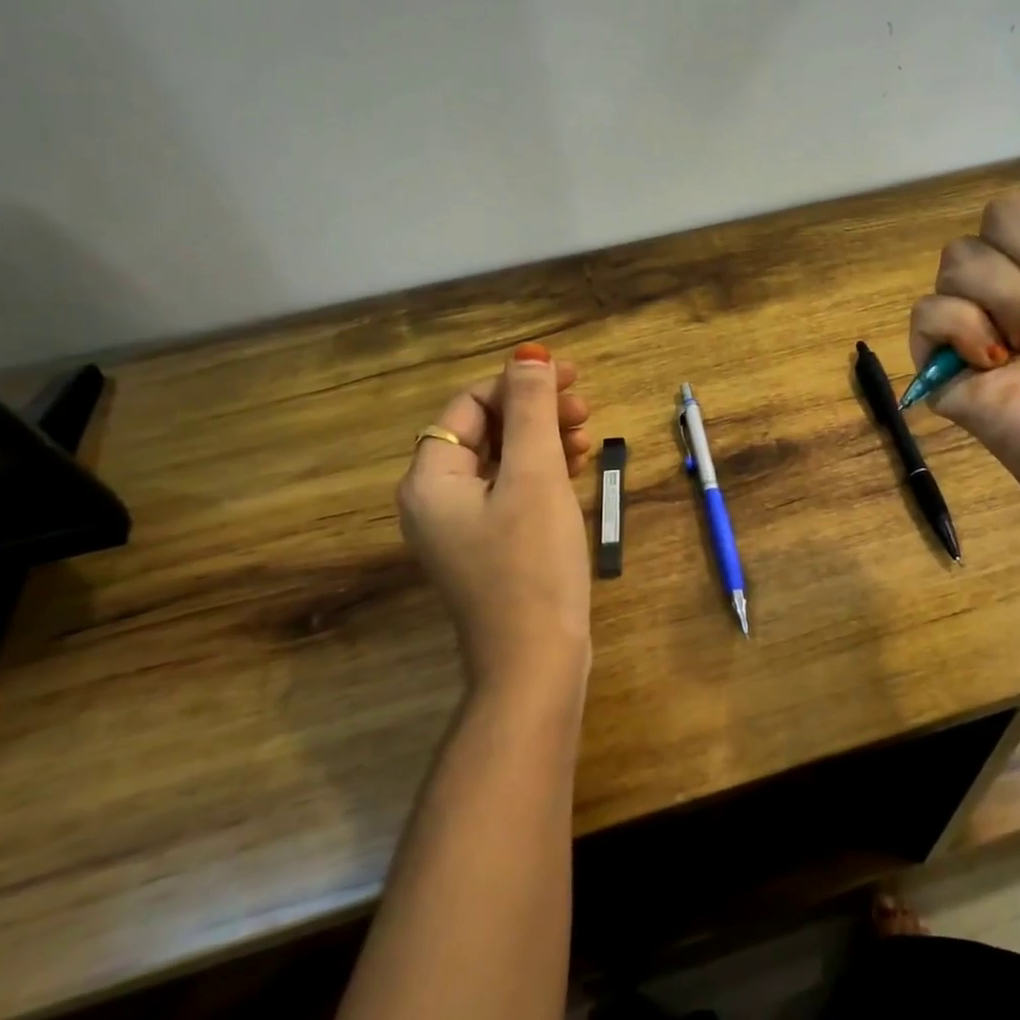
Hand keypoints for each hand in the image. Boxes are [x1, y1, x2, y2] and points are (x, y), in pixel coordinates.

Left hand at [397, 344, 594, 698]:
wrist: (536, 662)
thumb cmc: (532, 563)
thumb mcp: (534, 476)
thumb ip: (531, 411)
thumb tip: (528, 356)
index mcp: (431, 479)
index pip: (470, 406)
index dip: (518, 384)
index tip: (571, 376)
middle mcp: (436, 500)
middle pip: (486, 432)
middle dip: (535, 412)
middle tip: (585, 406)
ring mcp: (463, 527)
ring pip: (503, 461)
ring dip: (544, 440)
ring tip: (588, 436)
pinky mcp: (490, 547)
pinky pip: (512, 491)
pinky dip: (543, 472)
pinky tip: (578, 467)